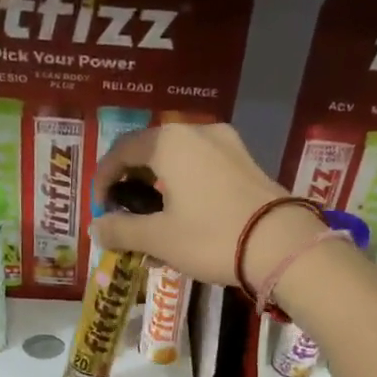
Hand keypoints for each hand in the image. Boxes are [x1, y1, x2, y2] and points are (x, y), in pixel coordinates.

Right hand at [92, 123, 314, 291]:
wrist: (281, 245)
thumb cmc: (211, 237)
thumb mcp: (159, 238)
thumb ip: (121, 230)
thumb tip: (95, 228)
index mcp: (169, 142)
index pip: (122, 150)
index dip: (104, 178)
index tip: (100, 207)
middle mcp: (197, 131)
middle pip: (151, 151)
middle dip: (133, 181)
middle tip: (124, 211)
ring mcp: (227, 144)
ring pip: (179, 159)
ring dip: (160, 185)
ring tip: (155, 219)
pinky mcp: (247, 161)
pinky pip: (203, 167)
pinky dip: (186, 186)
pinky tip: (186, 215)